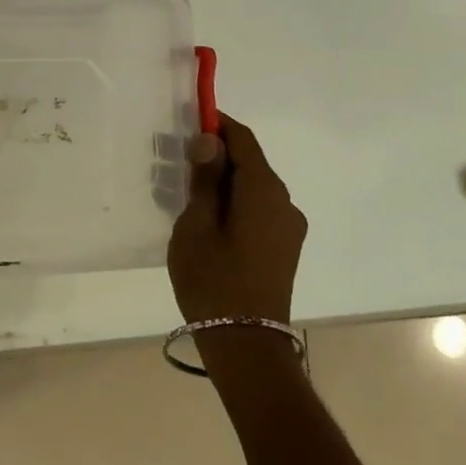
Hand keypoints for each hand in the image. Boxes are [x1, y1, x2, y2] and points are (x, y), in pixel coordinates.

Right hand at [166, 112, 306, 324]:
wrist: (246, 344)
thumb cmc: (213, 279)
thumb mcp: (196, 225)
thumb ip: (204, 179)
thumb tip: (209, 140)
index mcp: (264, 191)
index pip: (244, 140)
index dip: (218, 125)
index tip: (189, 121)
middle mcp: (284, 203)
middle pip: (251, 163)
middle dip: (216, 155)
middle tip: (177, 161)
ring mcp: (288, 228)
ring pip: (253, 188)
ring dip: (223, 181)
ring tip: (186, 193)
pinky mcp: (284, 248)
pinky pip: (258, 210)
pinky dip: (234, 203)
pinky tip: (207, 220)